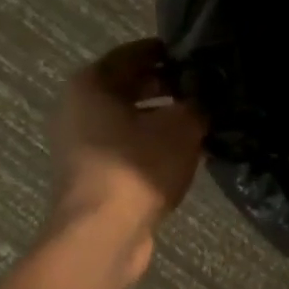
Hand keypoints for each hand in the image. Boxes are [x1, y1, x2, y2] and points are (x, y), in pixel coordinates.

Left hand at [46, 40, 207, 277]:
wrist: (102, 235)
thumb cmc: (137, 167)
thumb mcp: (182, 126)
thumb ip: (200, 103)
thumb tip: (209, 96)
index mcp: (91, 83)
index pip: (135, 53)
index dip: (170, 52)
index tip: (202, 56)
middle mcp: (78, 108)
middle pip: (130, 86)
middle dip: (169, 86)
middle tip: (207, 88)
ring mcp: (81, 144)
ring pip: (130, 119)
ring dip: (163, 118)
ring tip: (203, 119)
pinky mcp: (91, 173)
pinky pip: (127, 147)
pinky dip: (152, 145)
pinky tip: (186, 151)